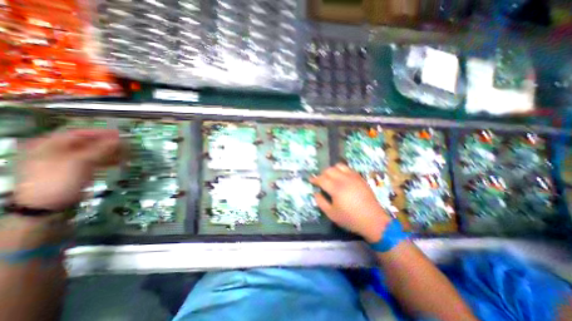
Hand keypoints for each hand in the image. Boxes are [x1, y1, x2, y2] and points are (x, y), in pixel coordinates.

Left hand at [14, 129, 124, 211]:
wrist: (46, 206)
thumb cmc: (59, 179)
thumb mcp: (80, 162)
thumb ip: (101, 149)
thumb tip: (119, 139)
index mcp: (50, 145)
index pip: (79, 133)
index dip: (100, 133)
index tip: (120, 134)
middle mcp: (57, 151)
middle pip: (87, 143)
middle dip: (108, 144)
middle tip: (126, 145)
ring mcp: (66, 162)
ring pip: (93, 153)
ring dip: (110, 153)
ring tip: (127, 154)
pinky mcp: (75, 171)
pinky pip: (93, 162)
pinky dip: (106, 161)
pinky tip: (119, 162)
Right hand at [311, 165, 391, 241]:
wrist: (373, 220)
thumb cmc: (350, 219)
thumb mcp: (331, 214)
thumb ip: (321, 202)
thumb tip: (316, 192)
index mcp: (336, 189)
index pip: (321, 179)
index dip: (314, 179)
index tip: (310, 180)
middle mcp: (344, 179)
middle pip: (329, 170)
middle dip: (322, 174)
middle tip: (321, 181)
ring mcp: (353, 177)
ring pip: (339, 166)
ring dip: (332, 170)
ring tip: (331, 177)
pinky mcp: (360, 178)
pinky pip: (348, 168)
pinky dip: (342, 170)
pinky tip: (342, 178)